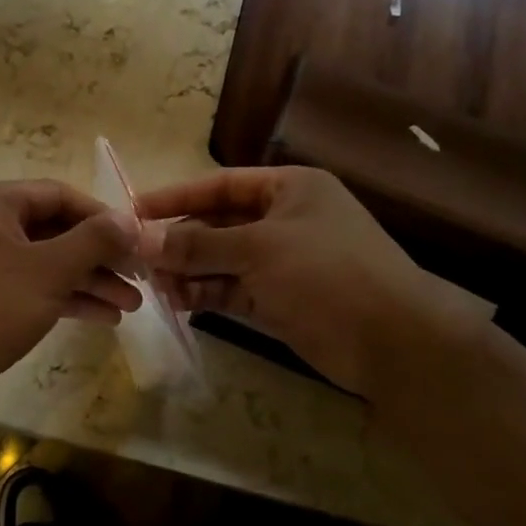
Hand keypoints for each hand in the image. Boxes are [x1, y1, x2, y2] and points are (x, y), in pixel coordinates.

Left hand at [0, 180, 141, 419]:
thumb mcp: (48, 271)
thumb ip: (93, 240)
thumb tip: (131, 220)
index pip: (60, 195)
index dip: (104, 217)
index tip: (139, 242)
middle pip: (57, 230)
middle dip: (101, 256)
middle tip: (142, 278)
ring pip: (48, 263)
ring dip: (90, 281)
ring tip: (132, 305)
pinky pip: (34, 287)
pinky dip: (67, 299)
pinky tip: (104, 317)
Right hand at [135, 166, 489, 398]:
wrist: (391, 339)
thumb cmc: (326, 272)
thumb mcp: (259, 249)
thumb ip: (199, 244)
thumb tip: (143, 239)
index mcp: (289, 189)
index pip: (221, 185)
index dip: (177, 196)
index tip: (135, 209)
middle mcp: (283, 220)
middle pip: (218, 224)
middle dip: (180, 240)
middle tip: (138, 257)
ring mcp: (281, 262)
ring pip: (221, 260)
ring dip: (188, 270)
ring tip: (154, 284)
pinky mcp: (278, 299)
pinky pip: (232, 289)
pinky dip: (205, 293)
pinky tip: (177, 301)